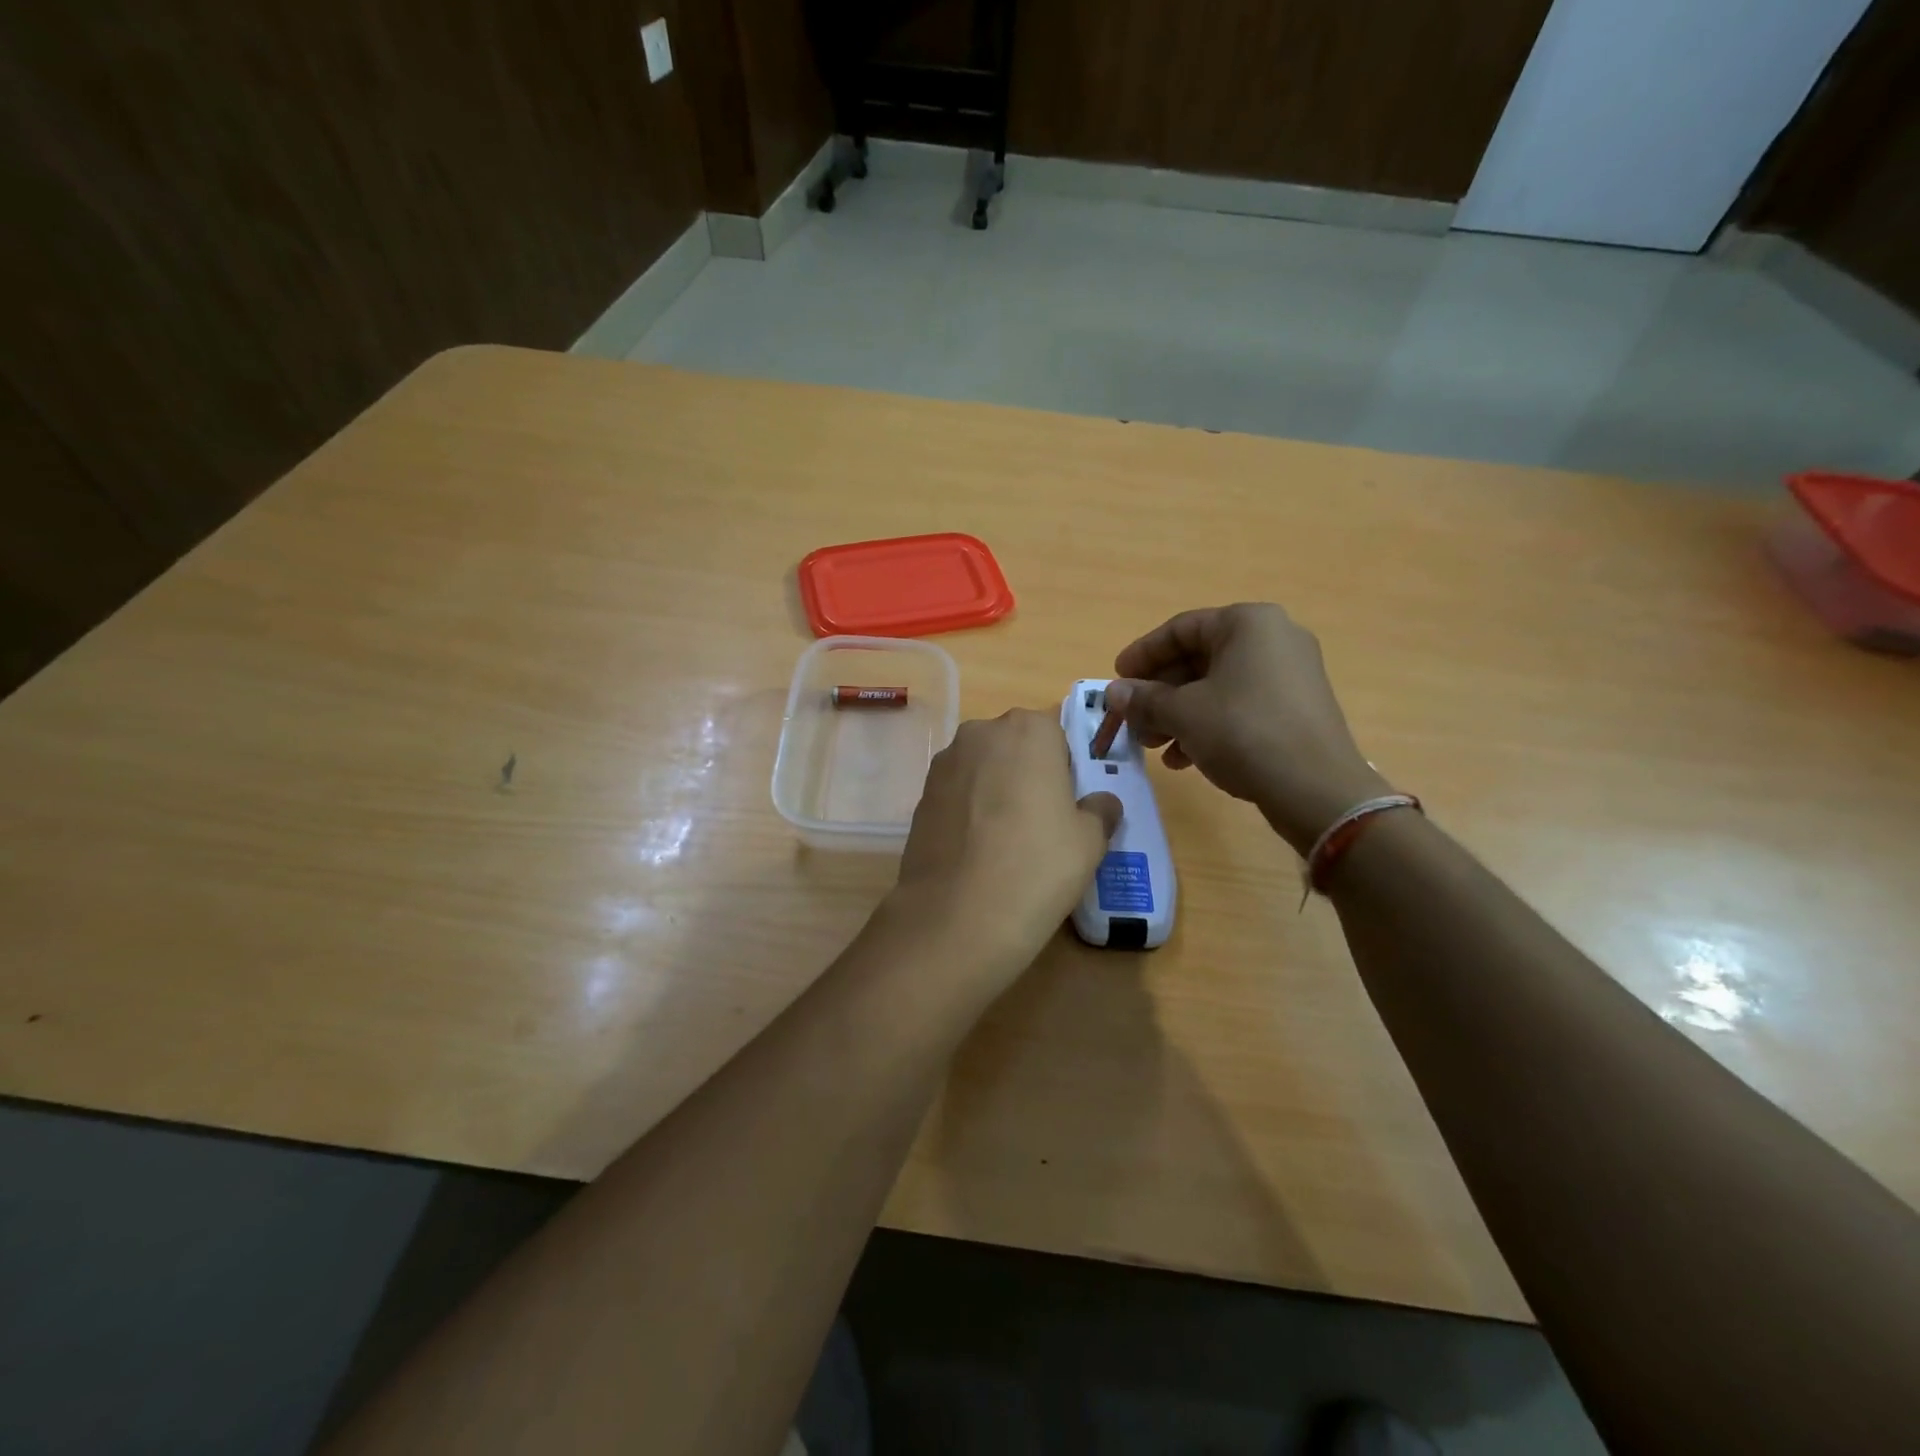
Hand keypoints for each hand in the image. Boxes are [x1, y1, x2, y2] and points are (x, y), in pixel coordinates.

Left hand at [891, 709, 1120, 976]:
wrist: (957, 915)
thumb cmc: (1037, 865)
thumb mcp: (1090, 841)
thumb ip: (1100, 810)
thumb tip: (1102, 803)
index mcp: (1028, 729)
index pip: (1055, 734)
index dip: (1064, 769)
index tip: (1066, 804)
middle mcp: (980, 733)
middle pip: (1014, 747)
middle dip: (1027, 774)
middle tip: (1040, 823)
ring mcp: (943, 764)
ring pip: (982, 770)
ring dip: (994, 792)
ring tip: (1005, 842)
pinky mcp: (920, 797)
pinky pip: (956, 796)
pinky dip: (968, 813)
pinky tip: (976, 853)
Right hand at [1104, 603, 1386, 853]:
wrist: (1316, 788)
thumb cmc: (1243, 732)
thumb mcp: (1182, 713)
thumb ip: (1144, 699)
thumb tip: (1113, 693)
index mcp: (1248, 623)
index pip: (1180, 629)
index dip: (1142, 654)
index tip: (1116, 678)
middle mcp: (1273, 638)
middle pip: (1198, 659)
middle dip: (1159, 693)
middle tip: (1132, 720)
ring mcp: (1290, 674)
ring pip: (1217, 686)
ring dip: (1177, 714)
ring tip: (1153, 746)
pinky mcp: (1296, 708)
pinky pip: (1240, 706)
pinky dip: (1207, 725)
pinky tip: (1183, 759)